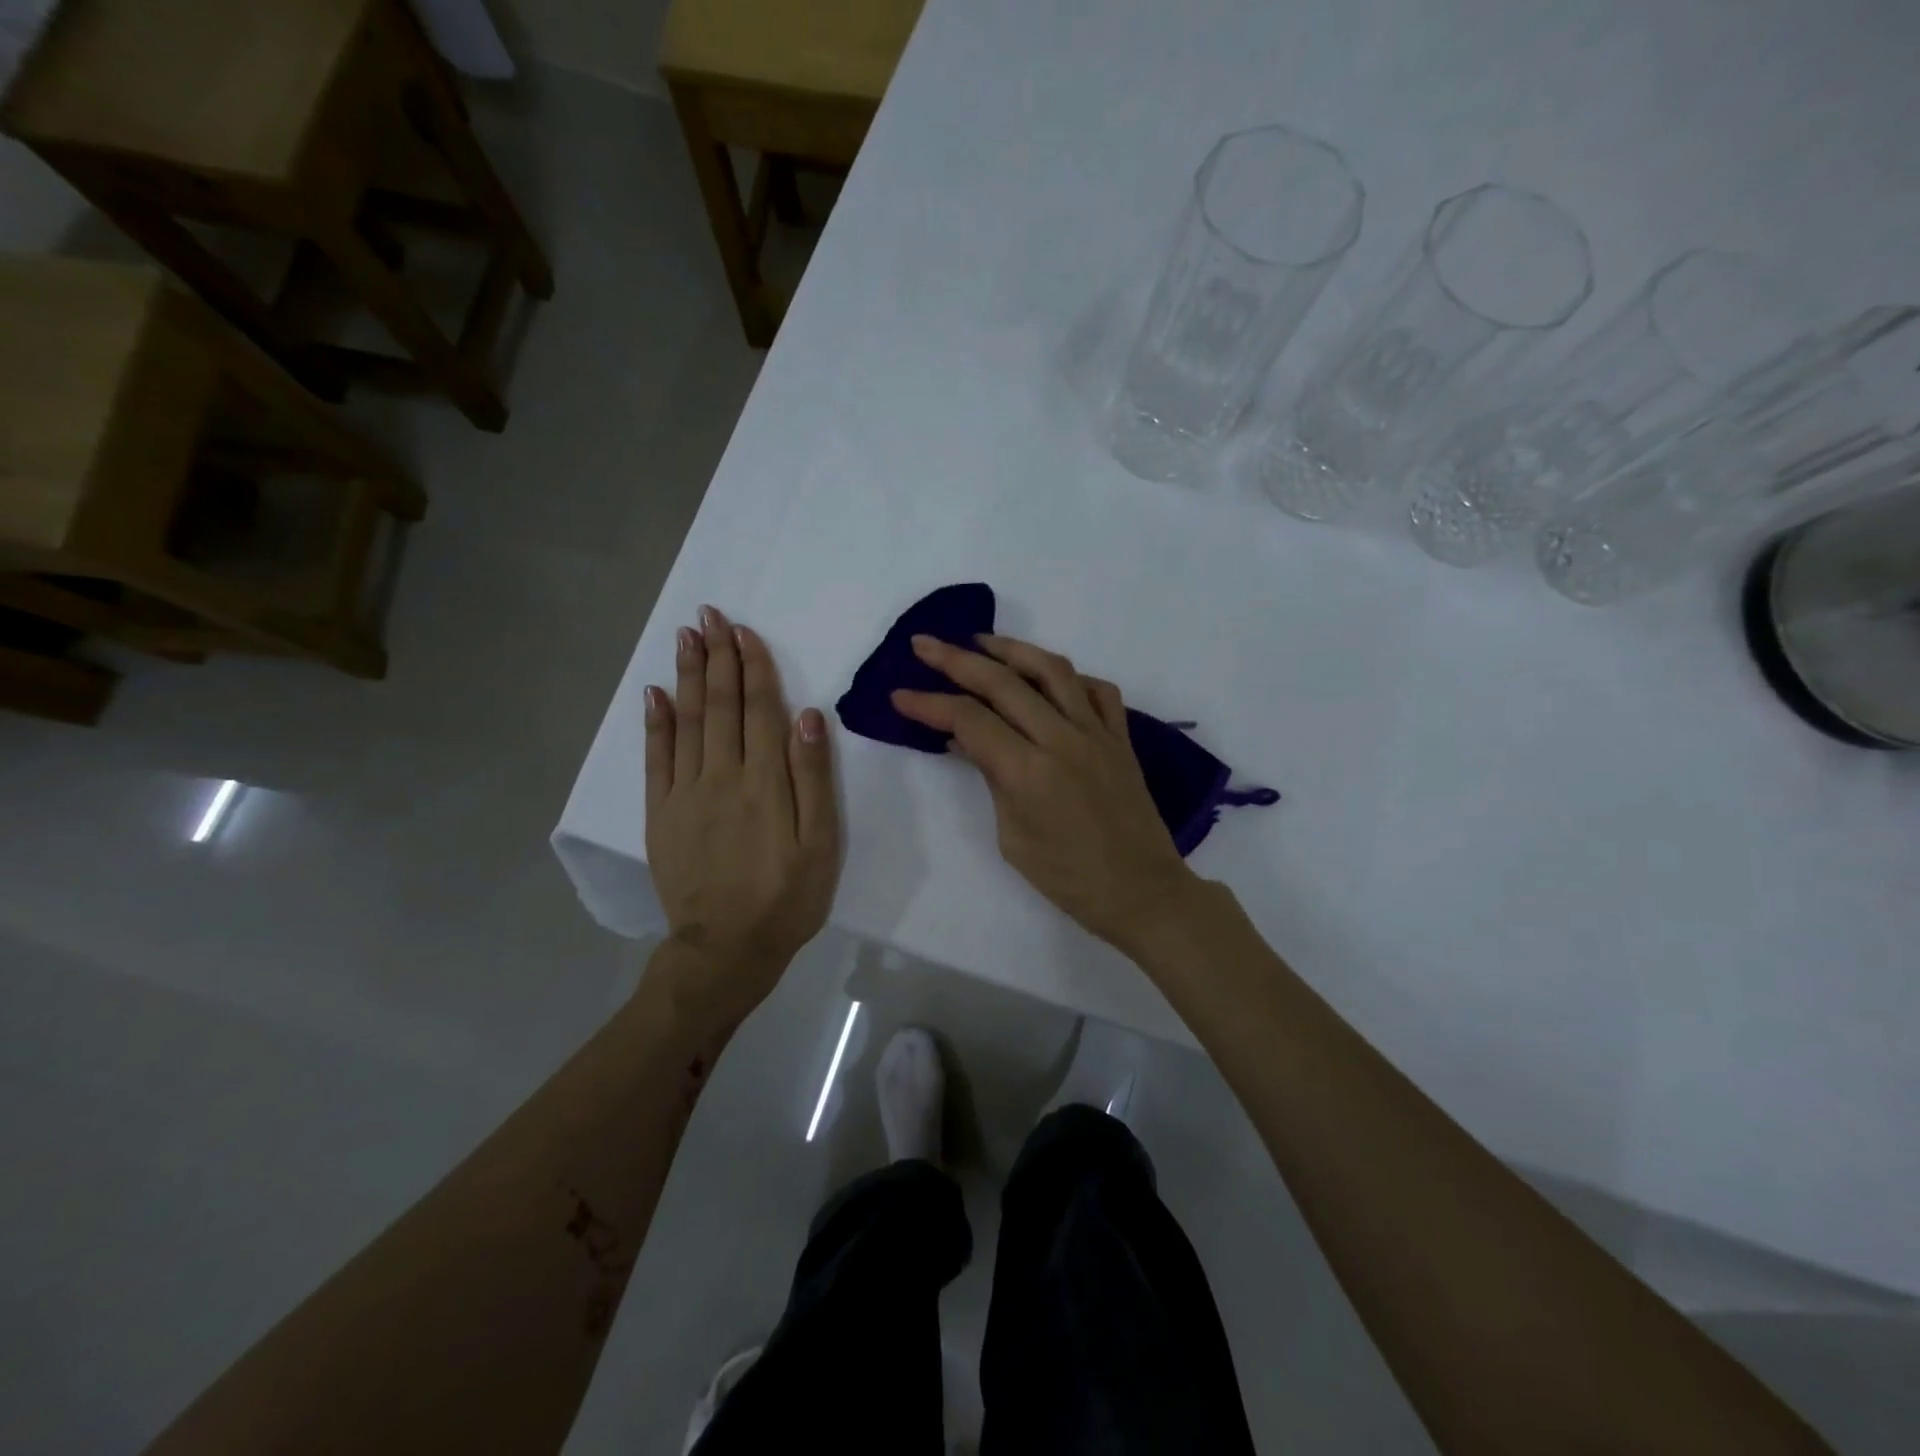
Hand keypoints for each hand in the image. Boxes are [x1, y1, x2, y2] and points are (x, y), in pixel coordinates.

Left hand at [645, 606, 841, 1024]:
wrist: (727, 948)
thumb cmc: (787, 897)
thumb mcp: (820, 843)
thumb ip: (813, 778)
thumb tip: (808, 717)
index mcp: (765, 782)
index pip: (758, 710)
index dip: (753, 668)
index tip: (744, 631)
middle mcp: (721, 776)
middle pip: (719, 705)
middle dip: (717, 657)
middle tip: (711, 615)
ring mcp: (685, 793)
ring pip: (686, 721)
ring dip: (687, 676)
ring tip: (686, 637)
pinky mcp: (662, 813)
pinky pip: (656, 758)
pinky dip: (655, 722)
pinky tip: (654, 693)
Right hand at [892, 633, 1197, 952]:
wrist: (1142, 890)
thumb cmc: (1069, 878)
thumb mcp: (1014, 837)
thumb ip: (993, 780)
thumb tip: (969, 741)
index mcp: (1029, 771)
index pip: (969, 720)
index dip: (929, 704)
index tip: (900, 695)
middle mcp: (1062, 738)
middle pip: (1003, 682)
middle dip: (956, 659)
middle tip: (925, 644)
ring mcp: (1097, 733)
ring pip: (1052, 670)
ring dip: (1012, 649)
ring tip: (982, 642)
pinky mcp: (1121, 738)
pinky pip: (1097, 690)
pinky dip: (1069, 676)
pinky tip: (1048, 678)